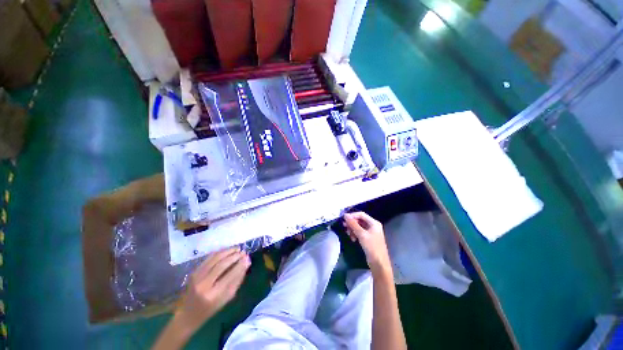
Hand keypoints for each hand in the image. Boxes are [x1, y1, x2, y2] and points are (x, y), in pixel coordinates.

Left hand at [176, 248, 250, 331]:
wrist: (187, 315)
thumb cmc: (210, 310)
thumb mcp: (226, 299)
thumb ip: (237, 280)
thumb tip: (246, 263)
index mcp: (213, 295)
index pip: (230, 275)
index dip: (240, 264)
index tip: (248, 257)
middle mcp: (203, 284)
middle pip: (222, 265)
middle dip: (234, 256)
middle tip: (243, 252)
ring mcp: (196, 277)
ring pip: (215, 259)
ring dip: (228, 251)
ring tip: (237, 249)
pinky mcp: (193, 272)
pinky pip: (208, 258)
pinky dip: (219, 253)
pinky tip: (227, 251)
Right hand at [343, 212, 391, 275]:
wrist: (379, 264)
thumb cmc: (372, 247)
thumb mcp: (361, 234)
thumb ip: (353, 224)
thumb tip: (345, 215)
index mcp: (374, 223)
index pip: (361, 214)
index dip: (352, 215)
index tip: (344, 219)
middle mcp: (373, 226)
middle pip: (360, 220)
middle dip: (352, 223)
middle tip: (344, 226)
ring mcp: (371, 232)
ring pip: (359, 226)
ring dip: (352, 229)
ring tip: (348, 234)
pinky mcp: (368, 238)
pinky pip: (360, 232)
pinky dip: (355, 234)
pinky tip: (353, 239)